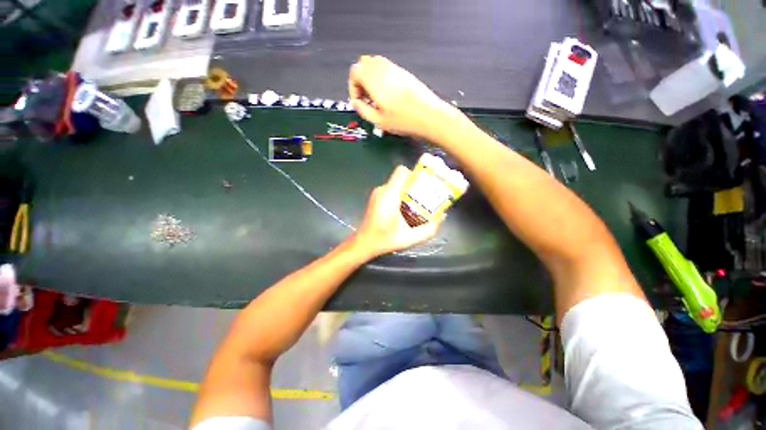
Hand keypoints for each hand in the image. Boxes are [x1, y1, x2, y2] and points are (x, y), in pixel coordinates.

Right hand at [348, 56, 457, 140]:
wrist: (430, 116)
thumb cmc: (404, 121)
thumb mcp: (379, 121)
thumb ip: (363, 110)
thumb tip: (356, 103)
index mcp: (374, 80)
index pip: (355, 71)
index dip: (353, 87)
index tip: (359, 101)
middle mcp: (384, 69)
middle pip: (364, 64)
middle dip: (360, 81)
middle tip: (366, 99)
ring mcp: (396, 69)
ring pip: (376, 64)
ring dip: (371, 79)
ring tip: (377, 99)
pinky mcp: (405, 73)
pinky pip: (387, 69)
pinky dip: (382, 78)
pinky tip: (388, 96)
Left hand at [352, 166, 444, 257]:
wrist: (365, 243)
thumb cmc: (386, 240)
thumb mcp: (411, 238)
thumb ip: (429, 228)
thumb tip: (443, 216)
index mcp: (390, 196)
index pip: (402, 172)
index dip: (415, 175)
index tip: (424, 185)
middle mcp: (382, 190)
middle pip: (401, 177)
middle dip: (414, 184)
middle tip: (424, 196)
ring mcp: (377, 193)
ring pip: (396, 184)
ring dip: (407, 191)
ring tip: (415, 204)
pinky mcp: (375, 198)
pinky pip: (391, 190)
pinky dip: (400, 195)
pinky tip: (403, 209)